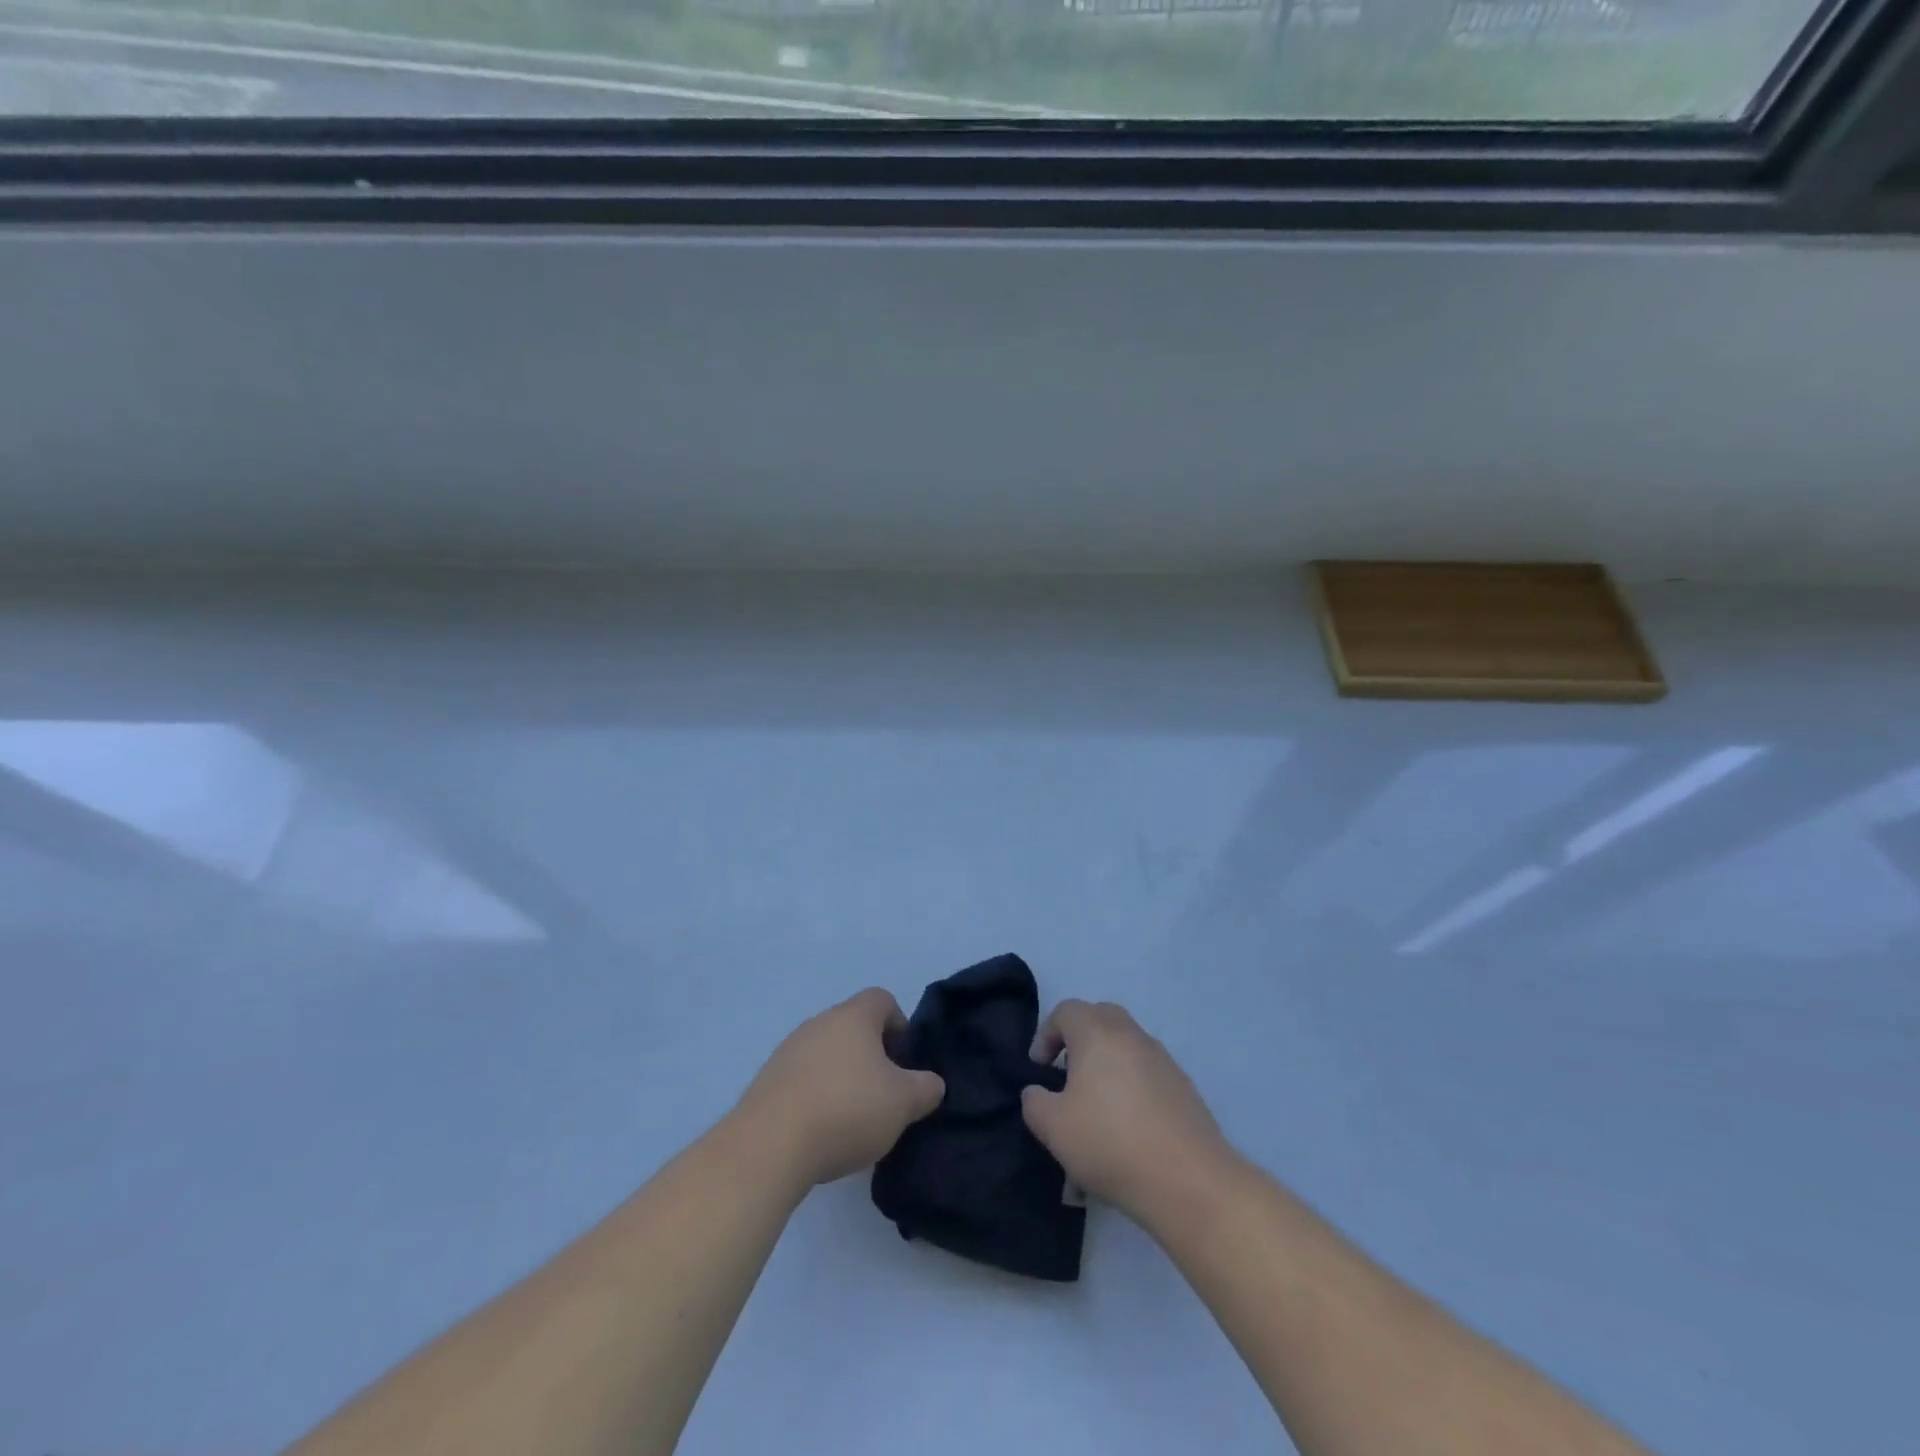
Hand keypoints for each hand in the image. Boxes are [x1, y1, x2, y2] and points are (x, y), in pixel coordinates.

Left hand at [733, 988, 945, 1188]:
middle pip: (853, 1026)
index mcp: (853, 1016)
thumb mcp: (903, 1103)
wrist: (769, 1146)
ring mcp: (788, 1050)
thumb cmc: (847, 1110)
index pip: (882, 1000)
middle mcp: (819, 1022)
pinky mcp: (767, 1080)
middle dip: (872, 1055)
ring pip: (827, 1053)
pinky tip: (822, 1130)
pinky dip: (817, 1095)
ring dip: (843, 1076)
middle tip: (884, 1094)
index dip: (900, 1025)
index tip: (904, 1062)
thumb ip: (926, 1088)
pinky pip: (802, 1078)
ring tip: (853, 1118)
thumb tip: (931, 1083)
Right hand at [1021, 1000, 1232, 1225]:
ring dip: (1106, 1067)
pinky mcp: (1183, 1087)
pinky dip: (1130, 1089)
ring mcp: (1162, 1060)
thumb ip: (1035, 1102)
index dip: (1046, 1035)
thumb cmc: (1110, 1143)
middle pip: (1100, 1019)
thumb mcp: (1053, 1127)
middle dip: (1078, 1042)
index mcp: (1098, 1033)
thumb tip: (1038, 1092)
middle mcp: (1132, 1035)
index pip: (1066, 1011)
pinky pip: (1146, 1074)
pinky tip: (1125, 1130)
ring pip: (1125, 1048)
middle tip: (1067, 1078)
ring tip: (1095, 1112)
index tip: (1039, 1070)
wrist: (1188, 1180)